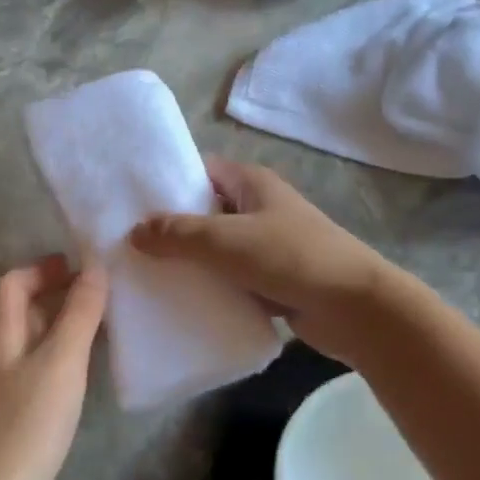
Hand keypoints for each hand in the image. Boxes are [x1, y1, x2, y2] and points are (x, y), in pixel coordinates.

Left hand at [0, 255, 107, 479]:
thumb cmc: (33, 420)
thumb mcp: (62, 358)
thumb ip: (79, 312)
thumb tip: (95, 264)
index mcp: (5, 338)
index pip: (10, 286)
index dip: (40, 269)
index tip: (78, 264)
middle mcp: (5, 359)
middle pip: (24, 313)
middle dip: (57, 294)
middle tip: (100, 291)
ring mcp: (15, 391)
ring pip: (38, 343)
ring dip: (66, 326)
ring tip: (106, 322)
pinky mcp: (29, 418)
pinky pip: (49, 372)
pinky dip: (70, 359)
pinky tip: (93, 369)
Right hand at [129, 158, 395, 362]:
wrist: (354, 308)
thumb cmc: (292, 258)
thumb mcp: (228, 239)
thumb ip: (179, 233)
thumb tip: (134, 231)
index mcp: (251, 184)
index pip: (200, 171)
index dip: (166, 182)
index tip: (127, 201)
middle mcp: (257, 209)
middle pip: (204, 212)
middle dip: (169, 227)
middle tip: (125, 244)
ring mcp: (265, 246)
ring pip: (215, 250)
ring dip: (187, 262)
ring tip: (141, 275)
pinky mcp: (269, 281)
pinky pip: (228, 279)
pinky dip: (207, 288)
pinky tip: (176, 302)